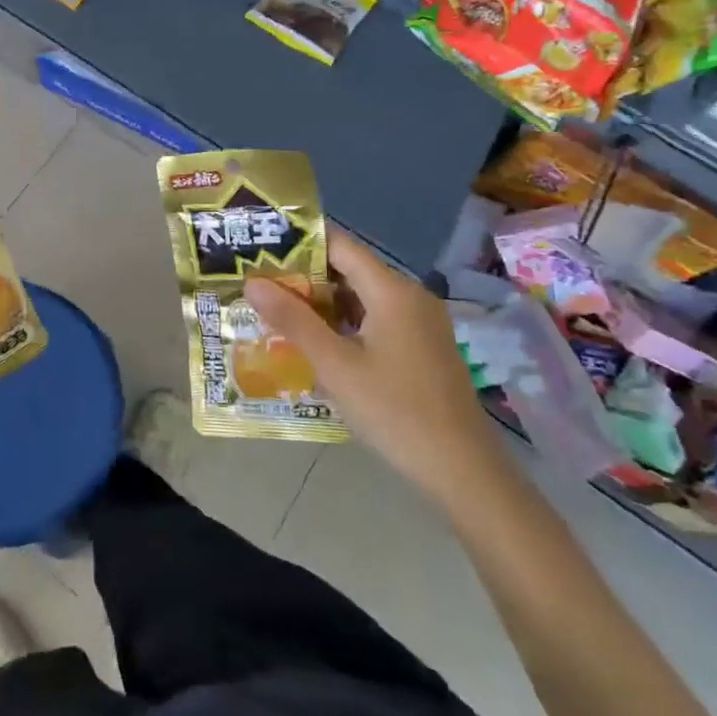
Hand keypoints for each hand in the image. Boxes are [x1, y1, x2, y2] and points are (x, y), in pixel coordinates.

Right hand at [247, 230, 505, 496]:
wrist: (463, 472)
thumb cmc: (395, 412)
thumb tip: (252, 282)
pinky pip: (375, 320)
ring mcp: (420, 323)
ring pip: (361, 297)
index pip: (339, 245)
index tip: (261, 250)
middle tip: (259, 285)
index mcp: (392, 291)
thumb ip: (293, 320)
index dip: (299, 243)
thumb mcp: (335, 366)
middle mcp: (409, 296)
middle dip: (303, 277)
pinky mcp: (422, 347)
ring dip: (321, 303)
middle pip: (349, 270)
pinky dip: (343, 324)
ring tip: (276, 312)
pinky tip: (315, 343)